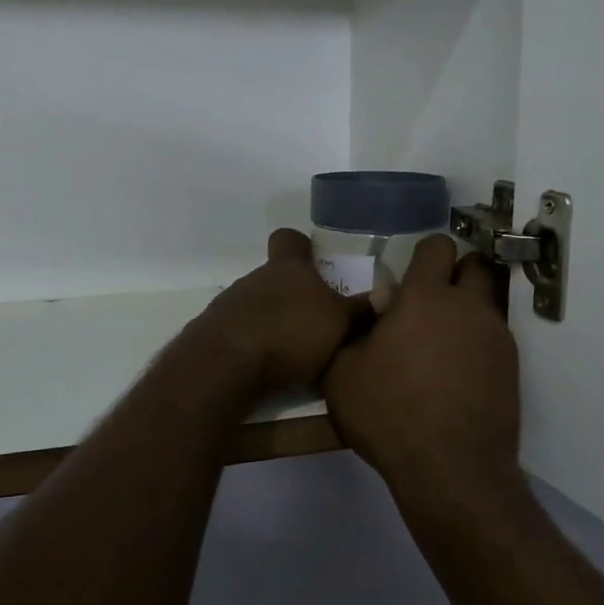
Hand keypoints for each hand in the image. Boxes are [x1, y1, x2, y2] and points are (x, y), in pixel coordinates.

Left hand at [193, 229, 369, 392]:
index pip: (290, 239)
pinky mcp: (215, 331)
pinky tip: (268, 365)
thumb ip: (361, 309)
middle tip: (317, 318)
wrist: (227, 364)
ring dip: (273, 319)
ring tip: (294, 348)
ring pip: (258, 303)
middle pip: (276, 276)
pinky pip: (241, 329)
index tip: (314, 259)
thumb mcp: (338, 323)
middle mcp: (256, 277)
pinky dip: (254, 341)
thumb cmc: (290, 332)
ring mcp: (231, 303)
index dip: (301, 246)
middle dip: (294, 294)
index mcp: (288, 268)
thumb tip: (388, 293)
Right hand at [324, 234, 521, 510]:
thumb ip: (353, 333)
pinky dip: (477, 344)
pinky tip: (457, 375)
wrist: (451, 469)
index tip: (408, 276)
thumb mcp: (342, 374)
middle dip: (457, 271)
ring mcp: (496, 336)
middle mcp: (468, 306)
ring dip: (467, 311)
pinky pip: (494, 338)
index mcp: (425, 297)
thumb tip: (371, 316)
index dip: (423, 255)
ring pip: (487, 302)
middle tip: (431, 301)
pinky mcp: (512, 367)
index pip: (437, 246)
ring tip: (441, 344)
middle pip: (476, 264)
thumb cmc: (389, 414)